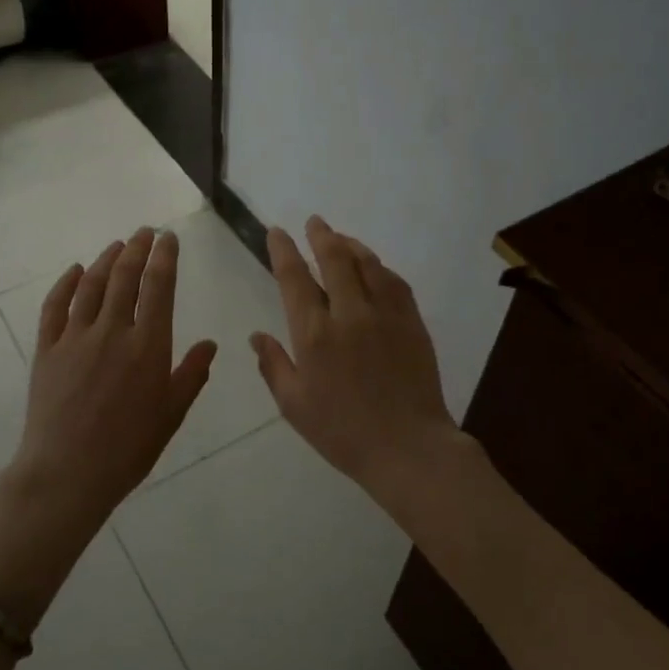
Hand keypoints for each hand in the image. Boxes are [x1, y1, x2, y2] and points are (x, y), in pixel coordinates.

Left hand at [3, 227, 217, 531]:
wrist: (68, 472)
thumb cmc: (129, 448)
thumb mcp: (172, 414)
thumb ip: (192, 374)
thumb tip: (210, 343)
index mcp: (148, 345)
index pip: (159, 287)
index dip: (164, 258)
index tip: (168, 238)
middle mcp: (113, 331)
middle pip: (125, 277)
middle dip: (136, 249)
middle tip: (144, 233)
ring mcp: (75, 337)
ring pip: (91, 285)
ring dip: (105, 260)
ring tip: (116, 245)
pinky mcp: (47, 349)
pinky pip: (54, 307)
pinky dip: (65, 284)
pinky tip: (74, 271)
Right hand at [251, 217, 465, 499]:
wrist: (407, 447)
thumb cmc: (342, 432)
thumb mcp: (294, 405)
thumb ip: (274, 365)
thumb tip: (257, 335)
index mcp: (314, 334)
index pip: (294, 278)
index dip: (283, 250)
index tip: (277, 233)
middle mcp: (349, 313)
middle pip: (334, 259)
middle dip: (321, 235)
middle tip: (314, 222)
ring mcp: (385, 314)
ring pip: (367, 264)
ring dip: (351, 245)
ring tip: (340, 238)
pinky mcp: (412, 322)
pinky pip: (394, 282)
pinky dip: (380, 268)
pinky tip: (374, 267)